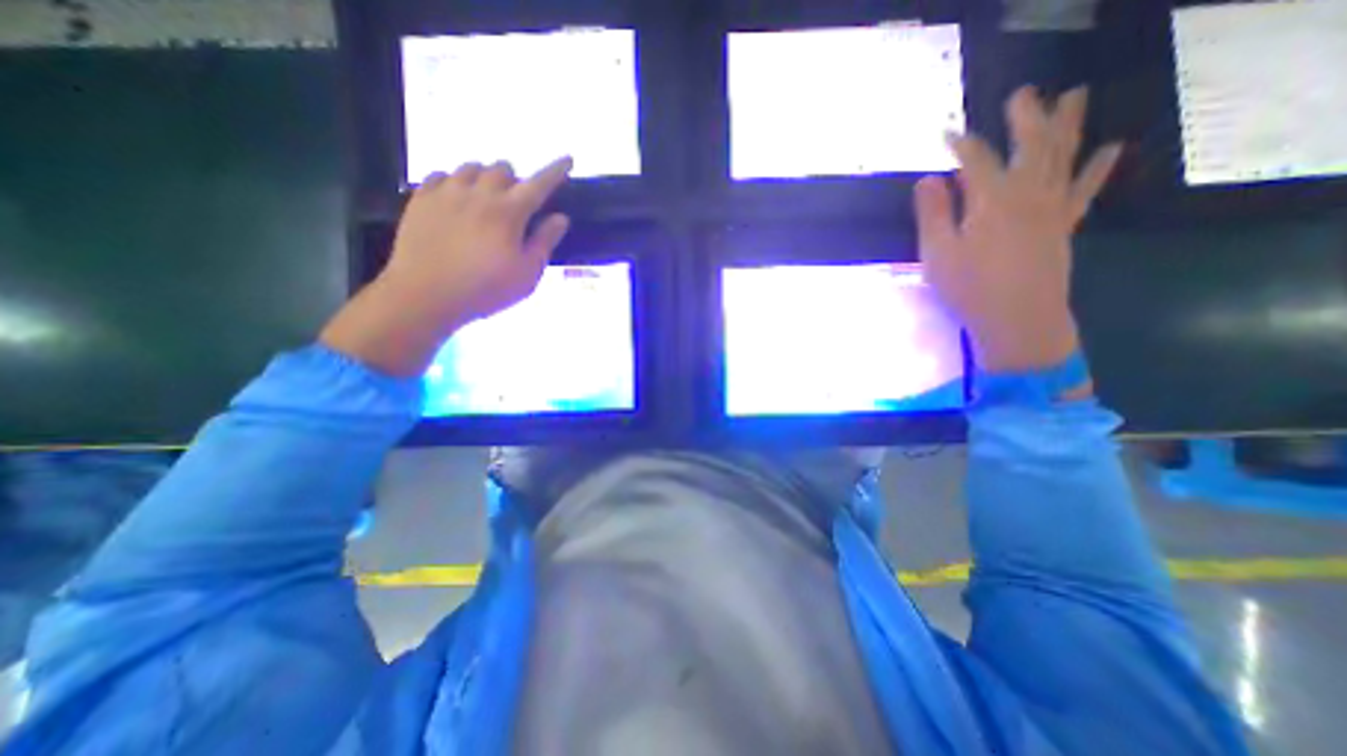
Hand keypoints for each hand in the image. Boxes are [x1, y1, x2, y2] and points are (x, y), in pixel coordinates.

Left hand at [318, 157, 573, 374]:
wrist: (426, 295)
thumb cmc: (486, 289)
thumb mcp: (527, 274)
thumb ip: (545, 242)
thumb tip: (560, 218)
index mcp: (509, 212)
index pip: (539, 184)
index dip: (555, 171)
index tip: (567, 159)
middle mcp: (478, 193)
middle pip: (501, 168)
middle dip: (514, 179)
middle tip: (515, 201)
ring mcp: (446, 193)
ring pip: (470, 167)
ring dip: (485, 178)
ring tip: (485, 199)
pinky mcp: (420, 199)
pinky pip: (440, 175)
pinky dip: (455, 182)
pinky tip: (456, 200)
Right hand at [917, 84, 1127, 372]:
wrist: (1018, 318)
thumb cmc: (970, 288)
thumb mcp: (938, 253)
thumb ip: (932, 214)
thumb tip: (928, 180)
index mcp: (992, 200)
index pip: (975, 160)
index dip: (960, 144)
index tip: (945, 133)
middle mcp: (1028, 193)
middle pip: (1031, 144)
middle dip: (1025, 116)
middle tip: (1022, 93)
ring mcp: (1052, 208)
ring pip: (1064, 155)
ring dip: (1068, 124)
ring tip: (1074, 95)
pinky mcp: (1064, 226)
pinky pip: (1085, 189)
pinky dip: (1098, 167)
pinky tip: (1109, 147)